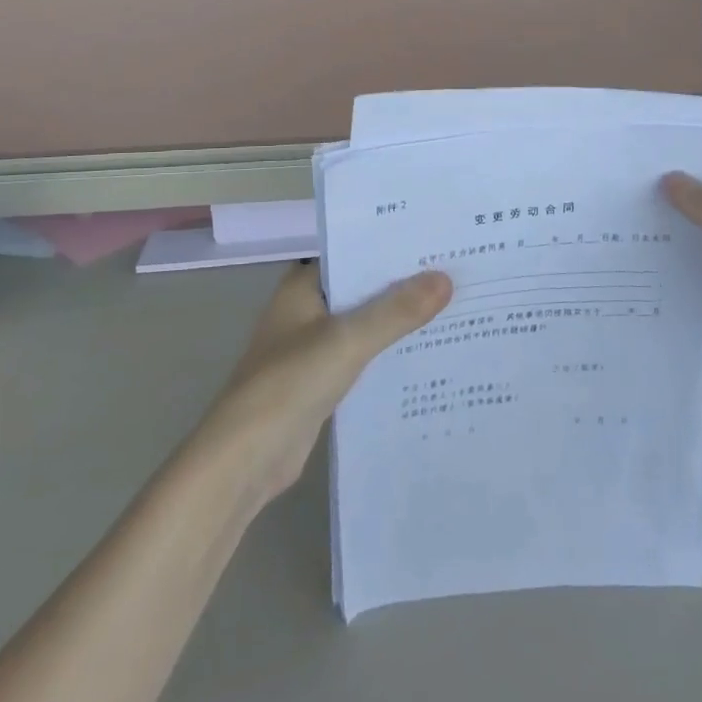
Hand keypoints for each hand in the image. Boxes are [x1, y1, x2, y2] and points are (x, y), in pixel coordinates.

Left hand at [195, 261, 451, 510]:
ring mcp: (311, 348)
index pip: (353, 254)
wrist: (245, 459)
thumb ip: (396, 311)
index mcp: (302, 287)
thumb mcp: (348, 340)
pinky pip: (362, 358)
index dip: (391, 249)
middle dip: (402, 285)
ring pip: (364, 325)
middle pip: (362, 290)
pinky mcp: (320, 382)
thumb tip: (445, 279)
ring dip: (397, 322)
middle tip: (456, 273)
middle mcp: (305, 311)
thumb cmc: (290, 383)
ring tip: (453, 308)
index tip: (436, 242)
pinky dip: (387, 355)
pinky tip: (425, 354)